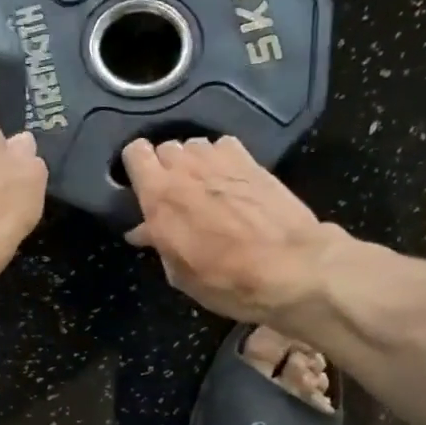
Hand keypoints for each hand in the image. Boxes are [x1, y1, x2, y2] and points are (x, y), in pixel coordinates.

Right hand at [122, 135, 348, 323]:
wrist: (291, 267)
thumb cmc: (226, 280)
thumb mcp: (180, 273)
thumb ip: (158, 243)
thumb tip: (143, 230)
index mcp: (159, 197)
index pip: (134, 154)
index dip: (135, 167)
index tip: (140, 187)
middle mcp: (185, 170)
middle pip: (164, 148)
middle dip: (164, 167)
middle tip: (173, 194)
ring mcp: (220, 160)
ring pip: (193, 144)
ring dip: (191, 162)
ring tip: (201, 186)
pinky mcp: (251, 160)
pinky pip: (223, 145)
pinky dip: (219, 157)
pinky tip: (227, 178)